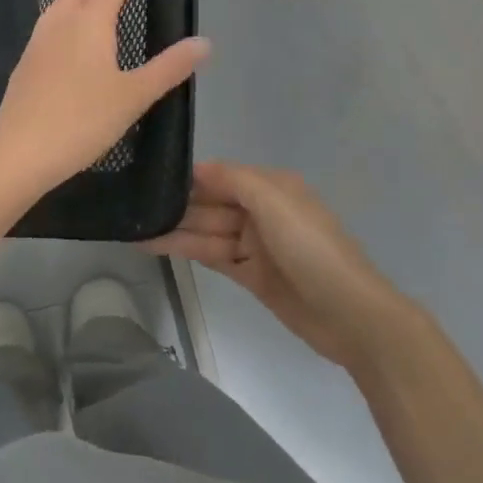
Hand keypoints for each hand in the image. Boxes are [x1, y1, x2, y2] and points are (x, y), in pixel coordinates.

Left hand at [0, 0, 210, 197]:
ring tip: (93, 10)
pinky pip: (46, 28)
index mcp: (89, 23)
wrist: (20, 151)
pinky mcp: (23, 65)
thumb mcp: (134, 96)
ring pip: (57, 7)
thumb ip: (169, 68)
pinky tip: (68, 46)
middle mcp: (59, 24)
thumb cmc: (83, 120)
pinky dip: (62, 21)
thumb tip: (204, 42)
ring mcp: (36, 43)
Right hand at [141, 162, 414, 371]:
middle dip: (177, 205)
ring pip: (207, 232)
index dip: (188, 178)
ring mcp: (256, 245)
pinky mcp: (252, 275)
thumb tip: (197, 167)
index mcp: (272, 187)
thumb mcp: (275, 203)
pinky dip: (187, 251)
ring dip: (175, 230)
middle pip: (211, 204)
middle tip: (132, 206)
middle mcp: (262, 211)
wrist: (351, 315)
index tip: (149, 177)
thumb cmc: (312, 249)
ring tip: (134, 229)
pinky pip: (213, 256)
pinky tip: (157, 246)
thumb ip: (234, 181)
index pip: (220, 176)